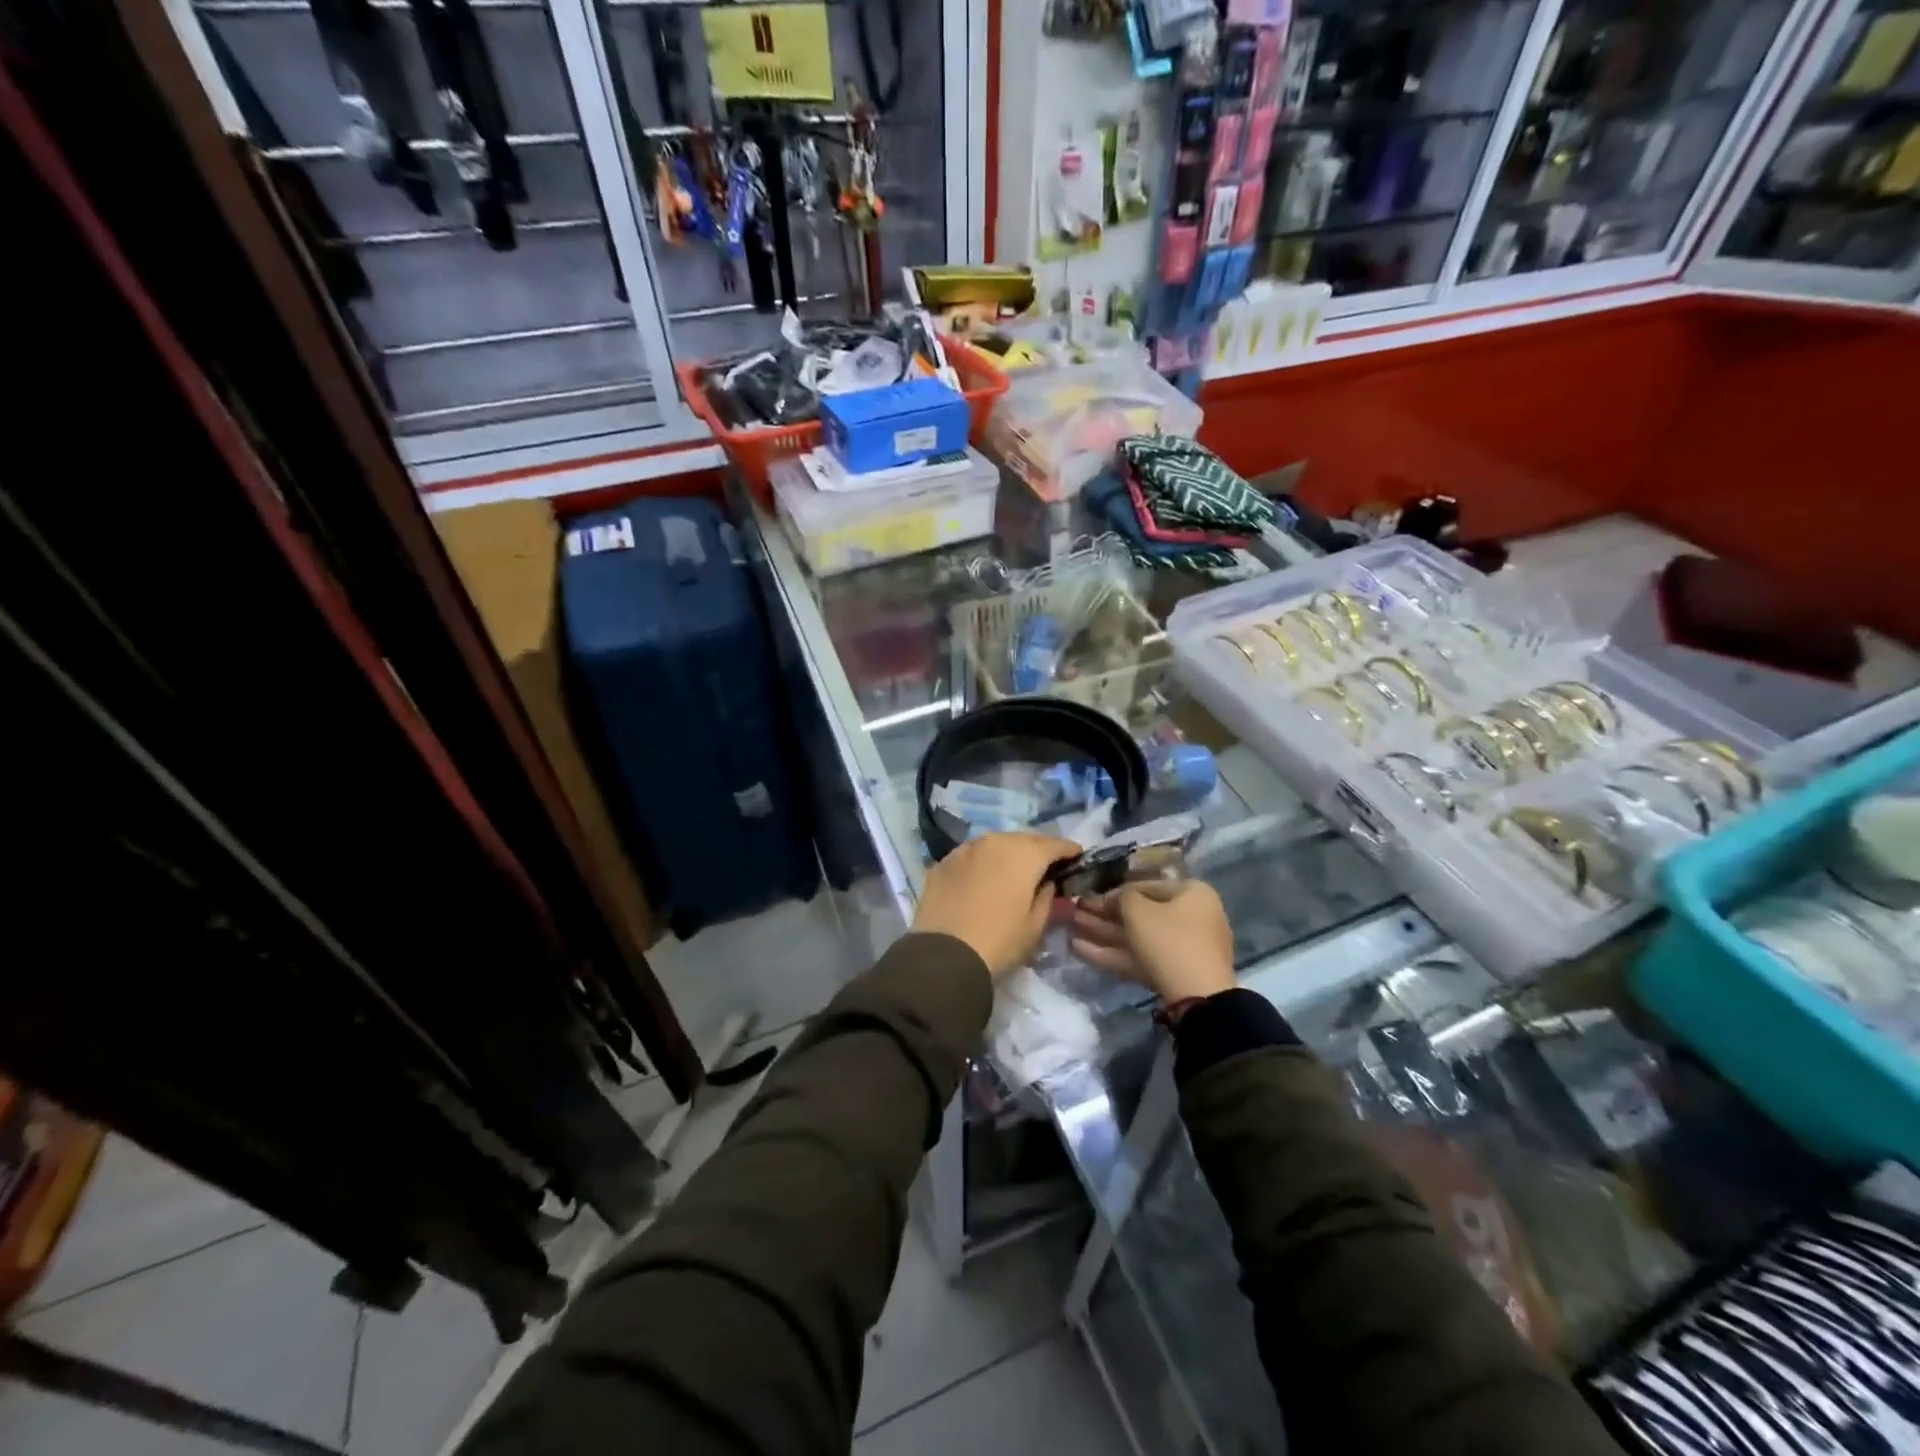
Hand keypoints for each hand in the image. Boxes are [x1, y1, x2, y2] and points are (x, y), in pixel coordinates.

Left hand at [913, 832, 1081, 979]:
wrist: (944, 955)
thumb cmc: (999, 942)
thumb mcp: (1035, 926)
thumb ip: (1046, 897)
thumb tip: (1046, 883)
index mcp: (1024, 855)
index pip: (1054, 844)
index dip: (1068, 850)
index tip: (1077, 856)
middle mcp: (995, 842)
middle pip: (1024, 839)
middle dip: (1038, 849)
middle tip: (1046, 864)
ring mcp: (966, 849)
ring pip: (995, 843)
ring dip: (1008, 852)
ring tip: (1014, 869)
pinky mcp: (943, 862)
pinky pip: (972, 855)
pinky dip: (983, 861)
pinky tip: (983, 876)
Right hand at [1069, 880, 1235, 1002]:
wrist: (1197, 996)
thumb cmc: (1168, 940)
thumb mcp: (1138, 910)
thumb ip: (1121, 897)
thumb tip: (1117, 898)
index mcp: (1191, 893)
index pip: (1146, 886)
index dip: (1113, 891)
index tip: (1088, 898)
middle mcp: (1191, 917)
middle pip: (1140, 913)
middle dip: (1104, 914)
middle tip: (1075, 912)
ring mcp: (1183, 948)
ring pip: (1137, 937)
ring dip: (1103, 933)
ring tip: (1070, 929)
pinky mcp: (1173, 973)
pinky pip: (1140, 957)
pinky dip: (1112, 953)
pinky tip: (1079, 949)